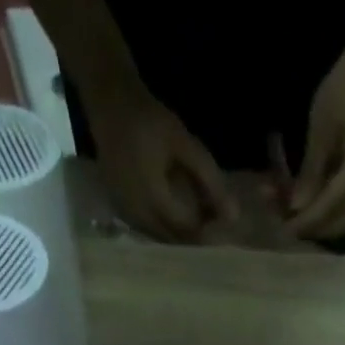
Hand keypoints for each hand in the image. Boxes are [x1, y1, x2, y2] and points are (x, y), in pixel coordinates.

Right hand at [86, 85, 235, 241]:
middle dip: (193, 239)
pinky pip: (145, 230)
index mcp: (152, 199)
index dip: (206, 233)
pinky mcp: (119, 211)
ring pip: (158, 239)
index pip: (186, 231)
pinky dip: (163, 229)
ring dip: (178, 237)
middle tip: (213, 228)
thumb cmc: (150, 120)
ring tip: (197, 224)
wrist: (110, 103)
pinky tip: (176, 219)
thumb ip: (210, 180)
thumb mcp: (185, 145)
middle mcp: (136, 214)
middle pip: (171, 241)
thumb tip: (234, 216)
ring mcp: (125, 215)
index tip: (223, 227)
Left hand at [286, 41, 344, 239]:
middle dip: (307, 227)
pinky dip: (315, 209)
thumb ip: (310, 172)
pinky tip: (292, 198)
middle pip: (336, 224)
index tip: (283, 229)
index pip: (331, 206)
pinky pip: (337, 208)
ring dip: (309, 220)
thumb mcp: (320, 129)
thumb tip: (296, 209)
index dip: (306, 222)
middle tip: (278, 218)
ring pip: (336, 220)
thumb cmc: (342, 92)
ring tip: (280, 206)